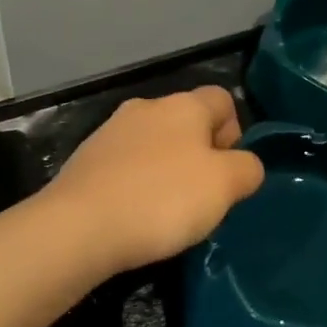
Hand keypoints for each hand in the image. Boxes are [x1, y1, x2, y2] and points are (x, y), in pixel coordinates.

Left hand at [47, 86, 264, 273]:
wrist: (78, 226)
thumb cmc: (162, 199)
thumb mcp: (225, 186)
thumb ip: (247, 168)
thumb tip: (245, 165)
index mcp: (184, 105)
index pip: (222, 99)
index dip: (235, 133)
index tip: (229, 173)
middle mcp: (147, 106)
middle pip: (188, 122)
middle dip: (200, 154)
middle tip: (203, 197)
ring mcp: (111, 131)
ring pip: (155, 143)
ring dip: (167, 169)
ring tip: (167, 211)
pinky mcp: (86, 158)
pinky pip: (126, 165)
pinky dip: (136, 183)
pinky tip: (134, 215)